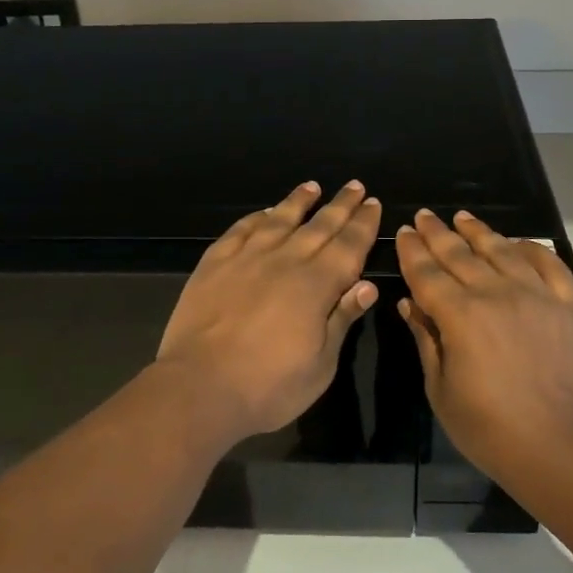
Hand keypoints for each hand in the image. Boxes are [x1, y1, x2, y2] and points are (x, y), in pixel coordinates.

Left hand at [155, 181, 381, 439]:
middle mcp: (285, 260)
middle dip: (340, 205)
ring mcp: (247, 257)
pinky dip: (256, 217)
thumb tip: (367, 285)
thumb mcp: (321, 365)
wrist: (199, 387)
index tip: (373, 202)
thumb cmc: (268, 387)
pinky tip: (265, 212)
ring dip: (298, 201)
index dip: (363, 224)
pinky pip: (241, 230)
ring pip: (279, 219)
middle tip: (354, 185)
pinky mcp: (215, 263)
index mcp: (316, 285)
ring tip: (312, 186)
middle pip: (319, 225)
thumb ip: (342, 319)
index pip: (349, 245)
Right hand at [396, 209, 572, 483]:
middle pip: (460, 254)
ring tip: (463, 218)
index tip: (405, 232)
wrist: (562, 449)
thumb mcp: (441, 390)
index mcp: (460, 315)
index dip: (413, 251)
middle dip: (438, 233)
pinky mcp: (570, 305)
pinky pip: (550, 264)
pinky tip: (518, 242)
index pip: (427, 272)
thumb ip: (425, 340)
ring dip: (479, 232)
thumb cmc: (490, 429)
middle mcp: (497, 293)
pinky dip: (531, 248)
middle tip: (425, 216)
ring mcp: (538, 295)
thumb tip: (409, 303)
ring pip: (502, 250)